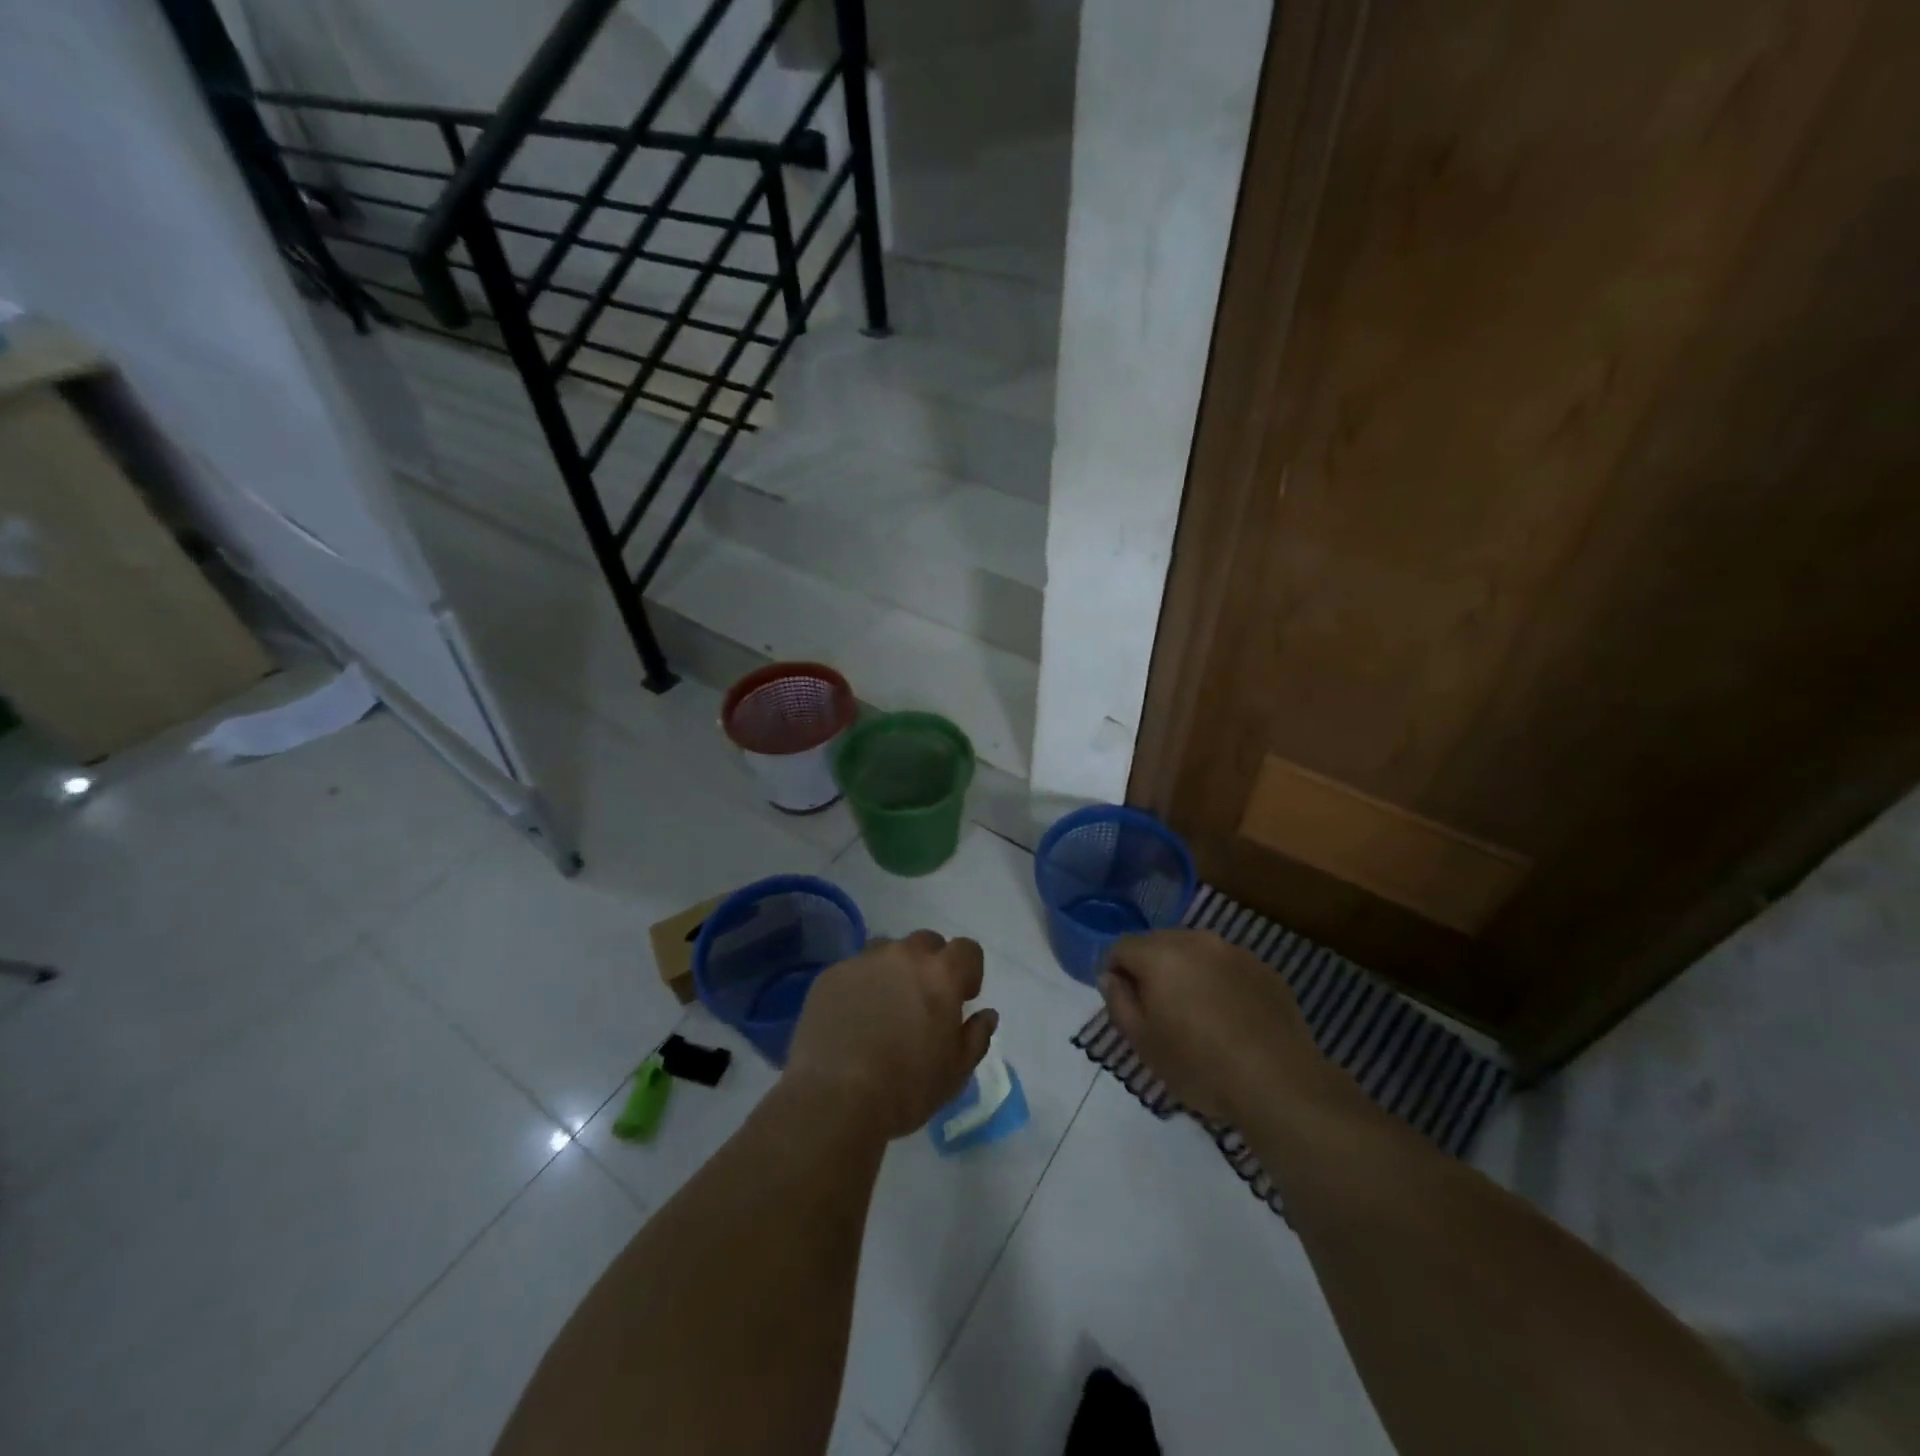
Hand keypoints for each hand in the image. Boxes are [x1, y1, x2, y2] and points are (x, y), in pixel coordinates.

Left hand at [785, 931, 998, 1140]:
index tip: (962, 998)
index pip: (967, 949)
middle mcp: (903, 956)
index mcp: (941, 974)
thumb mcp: (956, 1071)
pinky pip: (854, 970)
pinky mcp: (831, 975)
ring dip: (894, 970)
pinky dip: (861, 985)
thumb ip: (976, 1035)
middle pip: (926, 942)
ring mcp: (863, 961)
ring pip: (887, 950)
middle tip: (923, 1001)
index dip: (969, 971)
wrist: (835, 1098)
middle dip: (931, 965)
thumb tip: (986, 1014)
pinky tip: (853, 1019)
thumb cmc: (906, 1088)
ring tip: (884, 1006)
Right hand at [1101, 929, 1337, 1123]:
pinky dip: (1218, 981)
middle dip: (1150, 968)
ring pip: (1195, 951)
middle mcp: (1196, 940)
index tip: (1123, 1002)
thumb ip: (1118, 1002)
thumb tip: (1111, 977)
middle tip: (1156, 1009)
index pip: (1121, 946)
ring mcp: (1235, 951)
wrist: (1278, 1083)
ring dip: (1185, 971)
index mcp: (1161, 954)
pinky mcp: (1264, 969)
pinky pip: (1226, 965)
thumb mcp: (1143, 1043)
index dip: (1114, 972)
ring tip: (1194, 1012)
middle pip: (1158, 942)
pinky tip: (1228, 1017)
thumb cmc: (1200, 1066)